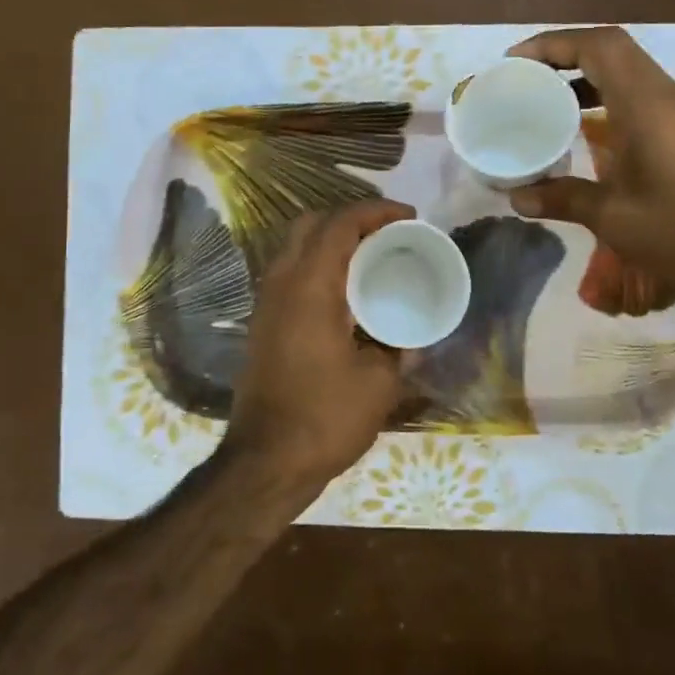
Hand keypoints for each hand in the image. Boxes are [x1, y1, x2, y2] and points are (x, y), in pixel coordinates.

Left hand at [221, 200, 414, 491]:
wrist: (265, 462)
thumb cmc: (324, 417)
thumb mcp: (378, 383)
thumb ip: (398, 349)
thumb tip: (412, 338)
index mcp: (310, 286)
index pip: (340, 224)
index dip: (376, 211)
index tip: (409, 217)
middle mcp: (281, 283)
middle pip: (311, 225)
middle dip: (350, 219)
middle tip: (388, 233)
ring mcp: (266, 304)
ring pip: (297, 249)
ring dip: (332, 242)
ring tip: (372, 259)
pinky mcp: (263, 325)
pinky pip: (291, 275)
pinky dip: (319, 267)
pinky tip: (346, 294)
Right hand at [506, 26, 674, 316]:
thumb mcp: (614, 218)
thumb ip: (562, 198)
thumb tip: (515, 197)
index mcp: (645, 104)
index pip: (598, 46)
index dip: (552, 44)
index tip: (514, 62)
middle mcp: (663, 95)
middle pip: (610, 49)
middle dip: (563, 54)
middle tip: (523, 77)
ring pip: (625, 70)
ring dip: (584, 74)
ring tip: (544, 96)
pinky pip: (637, 93)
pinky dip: (604, 95)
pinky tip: (582, 126)